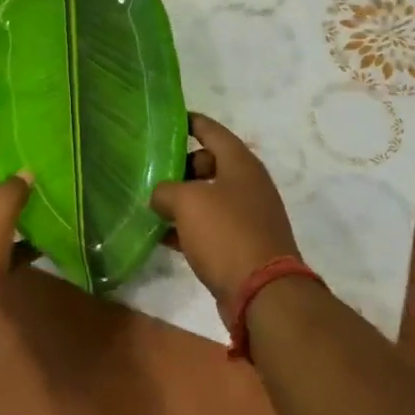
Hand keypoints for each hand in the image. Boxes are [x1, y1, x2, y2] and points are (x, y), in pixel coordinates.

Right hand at [152, 113, 300, 308]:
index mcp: (240, 164)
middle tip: (151, 168)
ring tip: (150, 200)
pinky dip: (188, 227)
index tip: (166, 120)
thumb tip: (159, 196)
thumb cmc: (226, 233)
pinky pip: (210, 227)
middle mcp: (248, 185)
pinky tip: (162, 235)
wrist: (263, 294)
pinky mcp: (242, 246)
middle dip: (181, 164)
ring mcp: (248, 217)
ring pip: (209, 197)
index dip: (190, 122)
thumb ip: (165, 190)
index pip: (212, 131)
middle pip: (210, 163)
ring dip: (182, 198)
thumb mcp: (187, 202)